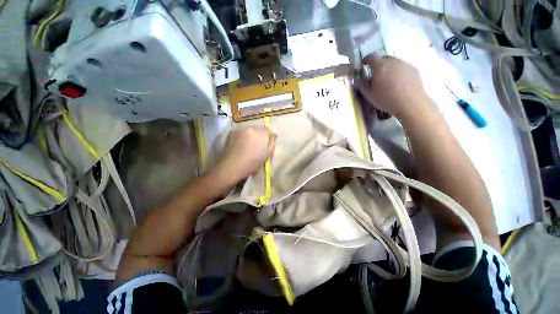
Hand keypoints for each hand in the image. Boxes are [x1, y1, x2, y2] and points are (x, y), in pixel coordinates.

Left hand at [215, 127, 275, 183]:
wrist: (232, 166)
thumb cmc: (252, 163)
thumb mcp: (267, 155)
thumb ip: (272, 143)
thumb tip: (273, 136)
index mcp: (260, 133)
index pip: (267, 130)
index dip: (267, 137)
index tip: (265, 145)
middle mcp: (250, 128)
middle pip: (258, 129)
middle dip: (258, 136)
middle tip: (256, 146)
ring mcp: (239, 129)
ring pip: (248, 131)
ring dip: (250, 136)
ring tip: (246, 146)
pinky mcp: (231, 133)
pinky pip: (240, 133)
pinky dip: (241, 137)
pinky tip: (239, 146)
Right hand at [355, 55, 430, 119]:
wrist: (410, 104)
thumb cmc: (386, 99)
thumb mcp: (369, 94)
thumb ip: (361, 85)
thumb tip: (354, 79)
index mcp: (380, 66)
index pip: (371, 57)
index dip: (366, 60)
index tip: (364, 66)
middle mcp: (393, 61)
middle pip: (383, 59)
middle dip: (378, 65)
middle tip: (376, 76)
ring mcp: (405, 64)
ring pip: (394, 63)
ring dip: (389, 68)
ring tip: (388, 80)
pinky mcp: (414, 69)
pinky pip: (403, 67)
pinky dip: (399, 72)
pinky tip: (399, 83)